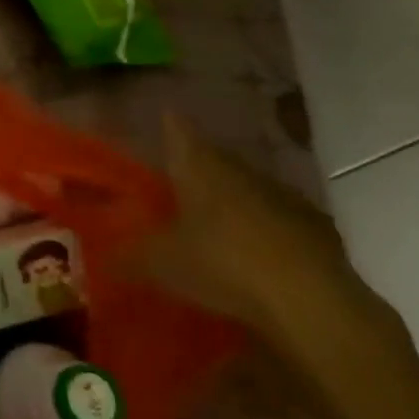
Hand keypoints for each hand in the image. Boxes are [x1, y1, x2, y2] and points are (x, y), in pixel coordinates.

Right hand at [139, 114, 371, 340]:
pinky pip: (279, 219)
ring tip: (215, 221)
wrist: (310, 301)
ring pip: (248, 188)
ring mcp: (282, 196)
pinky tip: (257, 252)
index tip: (164, 117)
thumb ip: (129, 256)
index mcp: (199, 167)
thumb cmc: (222, 264)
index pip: (179, 132)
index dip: (170, 125)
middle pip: (214, 159)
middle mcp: (239, 171)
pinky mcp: (316, 228)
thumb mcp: (161, 264)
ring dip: (233, 199)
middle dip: (198, 167)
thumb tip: (102, 257)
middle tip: (178, 182)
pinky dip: (265, 228)